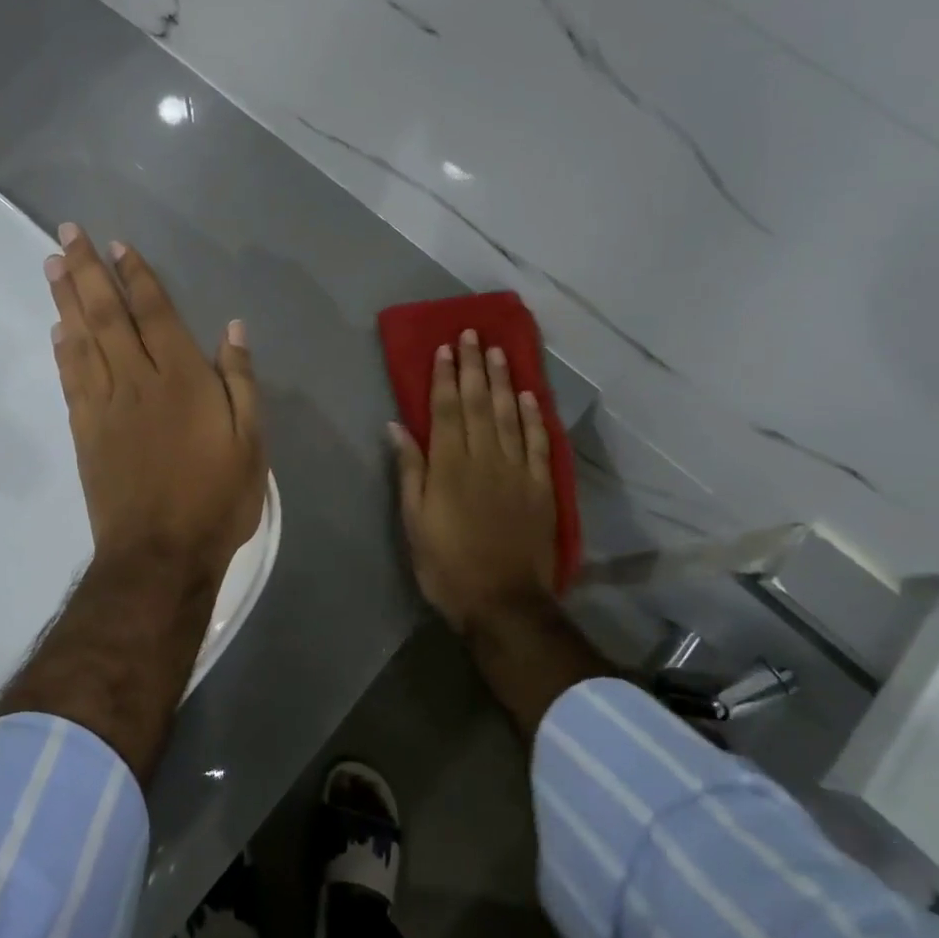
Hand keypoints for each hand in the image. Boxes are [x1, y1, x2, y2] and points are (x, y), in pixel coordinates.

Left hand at [46, 224, 264, 588]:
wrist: (159, 557)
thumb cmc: (216, 500)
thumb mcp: (251, 442)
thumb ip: (241, 381)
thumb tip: (233, 327)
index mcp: (182, 379)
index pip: (154, 313)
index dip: (136, 275)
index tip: (117, 244)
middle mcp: (137, 381)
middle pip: (106, 315)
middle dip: (86, 270)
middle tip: (65, 233)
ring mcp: (105, 406)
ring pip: (81, 340)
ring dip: (65, 299)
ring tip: (51, 264)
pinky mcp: (85, 432)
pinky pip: (70, 379)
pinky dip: (62, 349)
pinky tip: (57, 329)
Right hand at [392, 329, 559, 635]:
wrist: (504, 604)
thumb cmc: (447, 565)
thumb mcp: (414, 522)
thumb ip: (409, 471)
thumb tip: (397, 427)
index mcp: (450, 466)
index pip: (447, 410)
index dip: (445, 377)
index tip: (445, 348)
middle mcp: (485, 459)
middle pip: (479, 403)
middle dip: (473, 366)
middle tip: (472, 333)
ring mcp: (518, 471)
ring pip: (509, 415)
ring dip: (503, 380)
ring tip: (498, 351)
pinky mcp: (541, 487)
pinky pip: (538, 442)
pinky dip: (533, 416)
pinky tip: (528, 396)